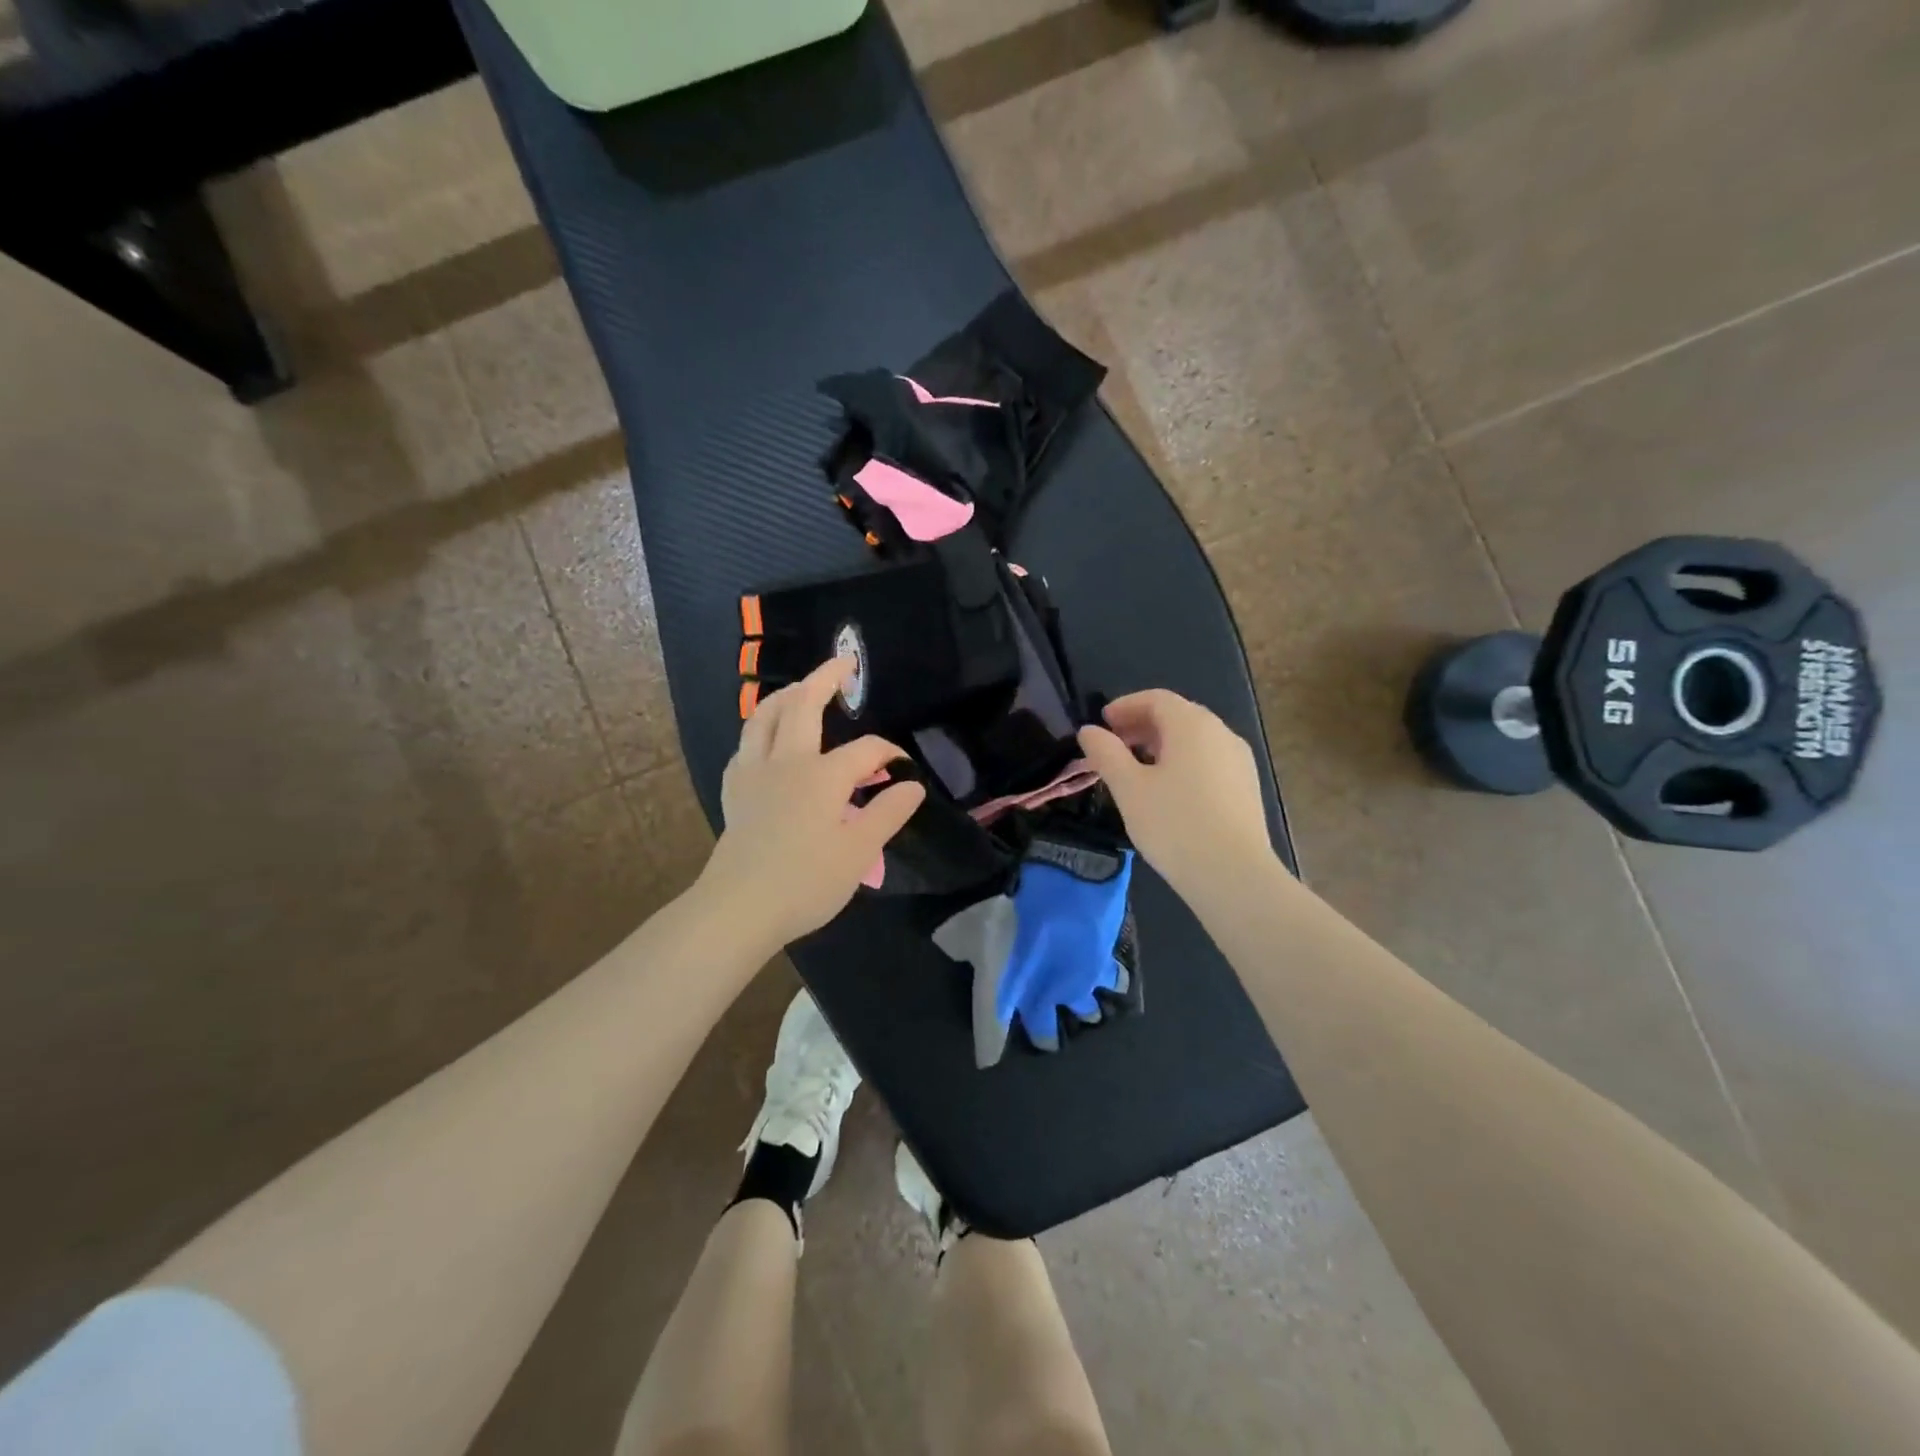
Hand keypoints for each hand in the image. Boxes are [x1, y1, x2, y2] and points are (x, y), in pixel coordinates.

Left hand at [700, 657, 926, 949]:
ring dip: (786, 695)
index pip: (866, 750)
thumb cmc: (806, 882)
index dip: (889, 753)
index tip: (904, 770)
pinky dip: (761, 729)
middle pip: (803, 705)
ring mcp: (754, 773)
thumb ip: (887, 813)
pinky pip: (746, 745)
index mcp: (823, 775)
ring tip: (801, 689)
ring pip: (764, 716)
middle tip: (844, 663)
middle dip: (825, 678)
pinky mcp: (735, 791)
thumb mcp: (859, 851)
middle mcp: (786, 761)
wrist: (739, 908)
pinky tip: (768, 740)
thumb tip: (912, 785)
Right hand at [1076, 690, 1274, 902]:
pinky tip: (1168, 791)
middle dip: (1142, 724)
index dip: (1125, 706)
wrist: (1234, 875)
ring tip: (1136, 769)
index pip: (1156, 699)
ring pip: (1195, 739)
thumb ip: (1106, 754)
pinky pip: (1208, 760)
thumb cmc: (1175, 825)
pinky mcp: (1246, 787)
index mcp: (1192, 725)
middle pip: (1178, 715)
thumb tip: (1089, 731)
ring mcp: (1239, 760)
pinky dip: (1183, 762)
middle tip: (1114, 745)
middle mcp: (1221, 733)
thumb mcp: (1129, 788)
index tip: (1102, 723)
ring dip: (1162, 744)